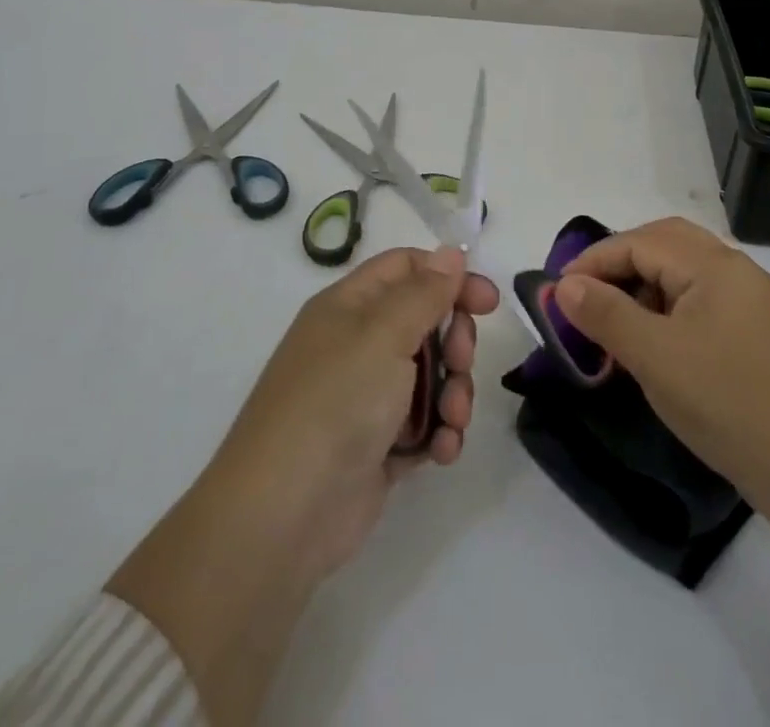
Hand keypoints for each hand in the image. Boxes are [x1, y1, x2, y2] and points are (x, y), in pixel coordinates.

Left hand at [109, 247, 498, 724]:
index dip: (448, 277)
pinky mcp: (378, 446)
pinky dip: (439, 433)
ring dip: (453, 393)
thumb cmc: (335, 403)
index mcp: (350, 307)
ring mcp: (367, 397)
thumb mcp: (383, 335)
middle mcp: (357, 345)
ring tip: (452, 420)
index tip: (487, 302)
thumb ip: (424, 293)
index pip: (407, 269)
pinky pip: (424, 424)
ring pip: (431, 375)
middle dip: (455, 341)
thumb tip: (451, 252)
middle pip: (426, 322)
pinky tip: (442, 451)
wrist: (283, 517)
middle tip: (461, 361)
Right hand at [554, 217, 769, 505]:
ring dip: (644, 283)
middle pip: (666, 243)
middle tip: (586, 292)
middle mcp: (736, 269)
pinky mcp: (757, 331)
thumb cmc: (725, 402)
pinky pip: (701, 298)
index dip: (595, 260)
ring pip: (685, 270)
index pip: (641, 242)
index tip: (558, 290)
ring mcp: (751, 300)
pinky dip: (668, 305)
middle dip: (620, 261)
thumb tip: (565, 286)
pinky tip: (655, 340)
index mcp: (715, 265)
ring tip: (615, 319)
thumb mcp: (654, 357)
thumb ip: (606, 314)